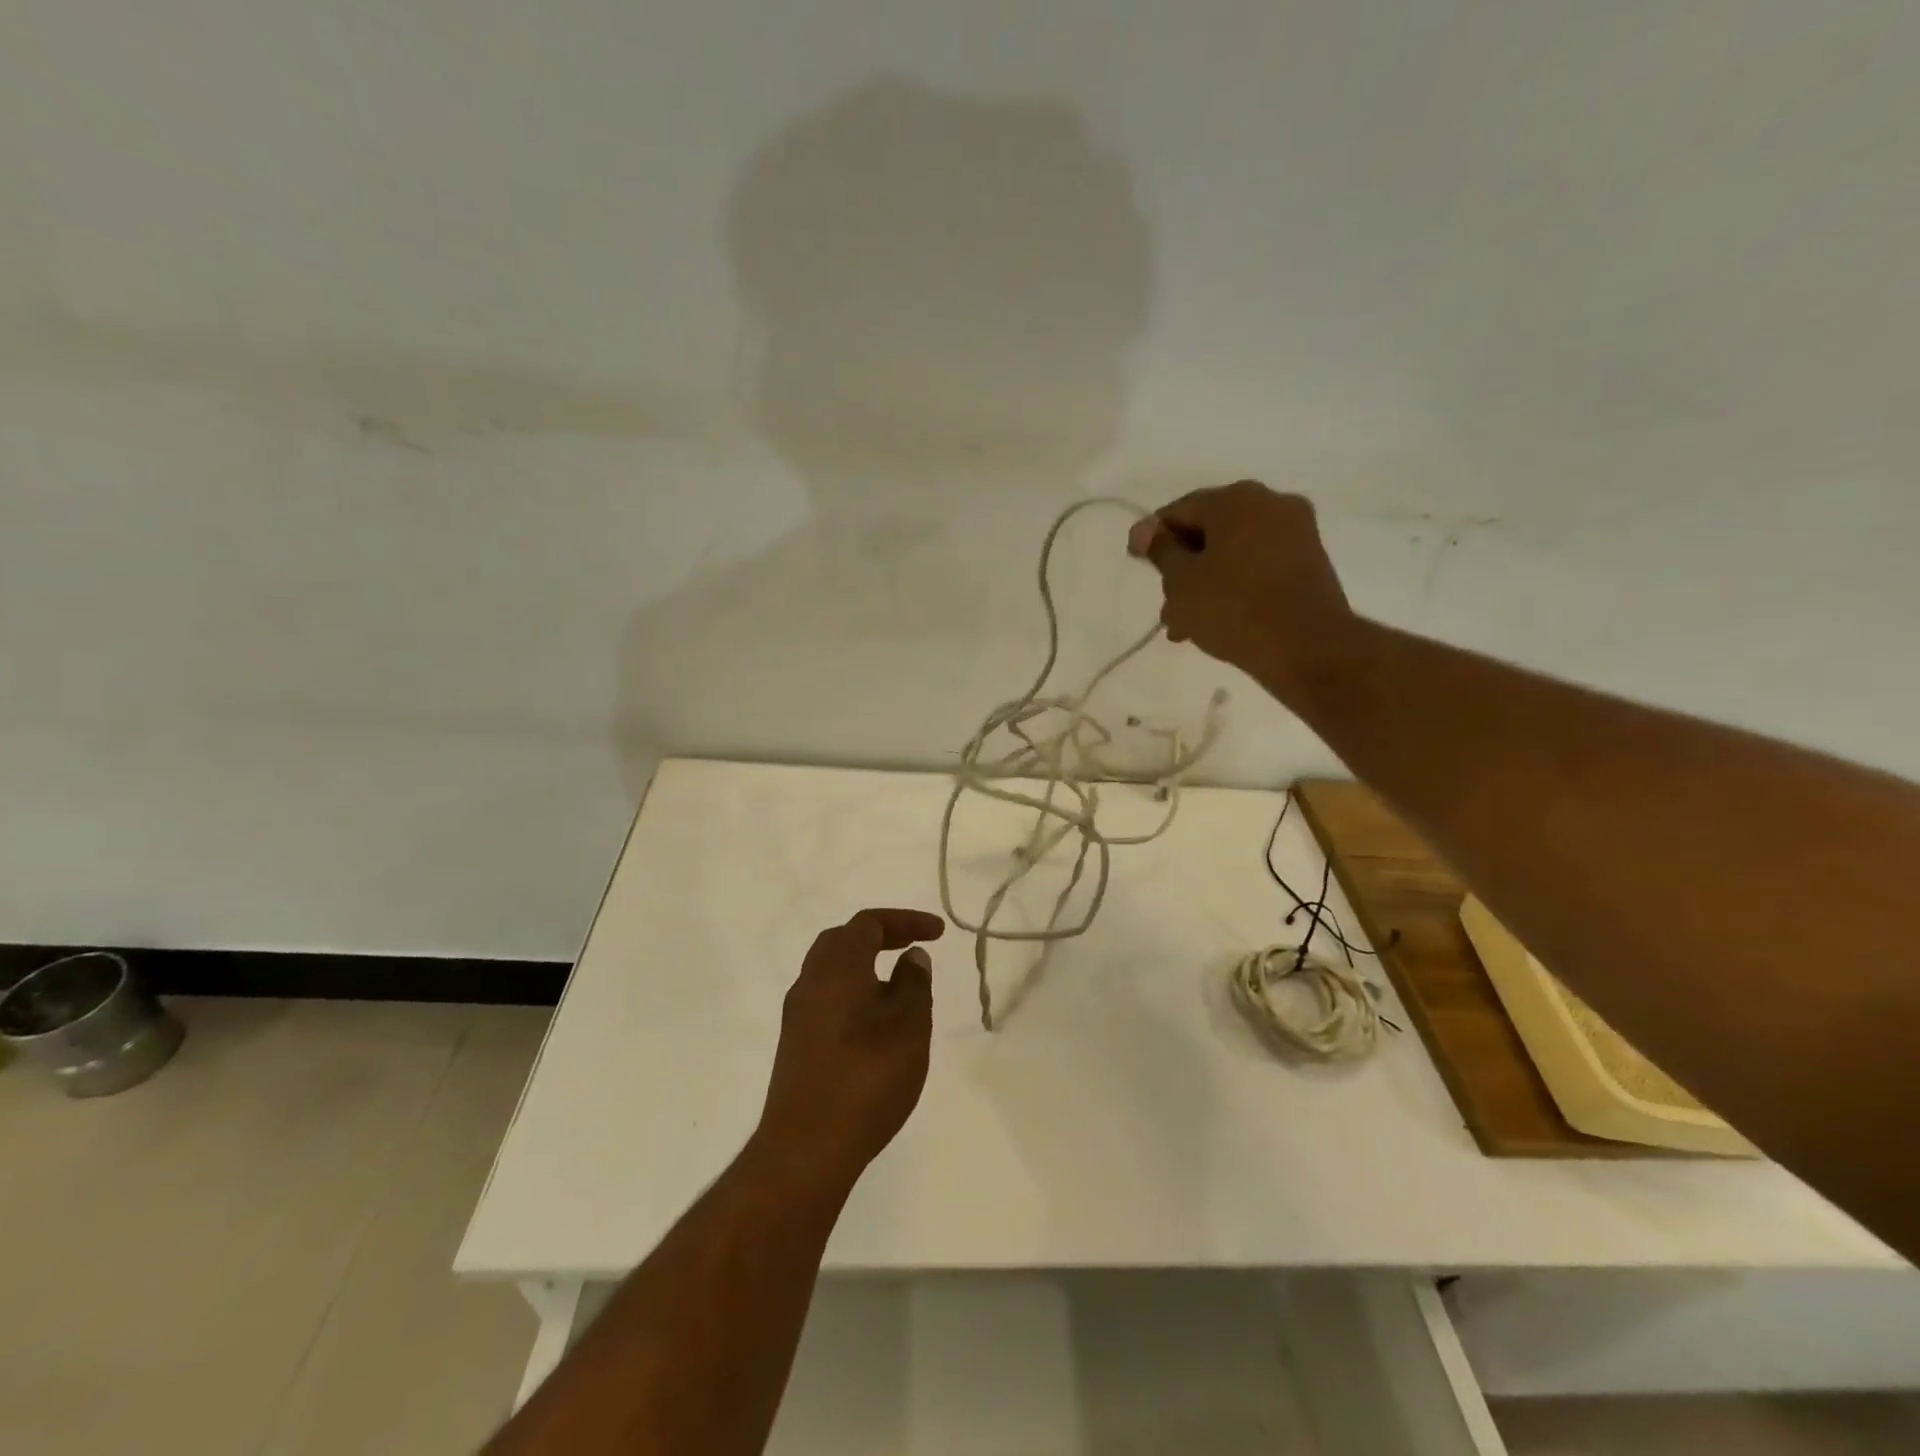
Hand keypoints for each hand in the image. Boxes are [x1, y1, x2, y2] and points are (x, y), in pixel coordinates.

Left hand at [755, 908, 945, 1192]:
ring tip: (900, 986)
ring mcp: (798, 1015)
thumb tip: (911, 957)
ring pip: (832, 971)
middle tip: (913, 948)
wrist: (806, 1149)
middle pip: (843, 940)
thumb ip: (914, 983)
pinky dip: (854, 992)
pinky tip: (876, 1022)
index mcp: (837, 967)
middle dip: (881, 936)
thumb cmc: (867, 1077)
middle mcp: (810, 981)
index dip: (905, 921)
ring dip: (866, 966)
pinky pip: (827, 999)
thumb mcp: (909, 1025)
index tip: (938, 932)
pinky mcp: (795, 1045)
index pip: (869, 924)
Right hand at [1127, 481, 1357, 702]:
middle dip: (1182, 567)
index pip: (1179, 510)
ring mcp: (1296, 532)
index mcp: (1235, 499)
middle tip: (1165, 603)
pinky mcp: (1310, 561)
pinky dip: (1234, 585)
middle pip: (1209, 531)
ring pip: (1233, 552)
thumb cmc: (1233, 608)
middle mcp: (1270, 503)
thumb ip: (1161, 550)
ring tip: (1186, 624)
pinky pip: (1258, 566)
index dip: (1152, 537)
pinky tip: (1218, 619)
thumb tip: (1144, 529)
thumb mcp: (1182, 581)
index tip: (1137, 563)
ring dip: (1206, 582)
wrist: (1306, 646)